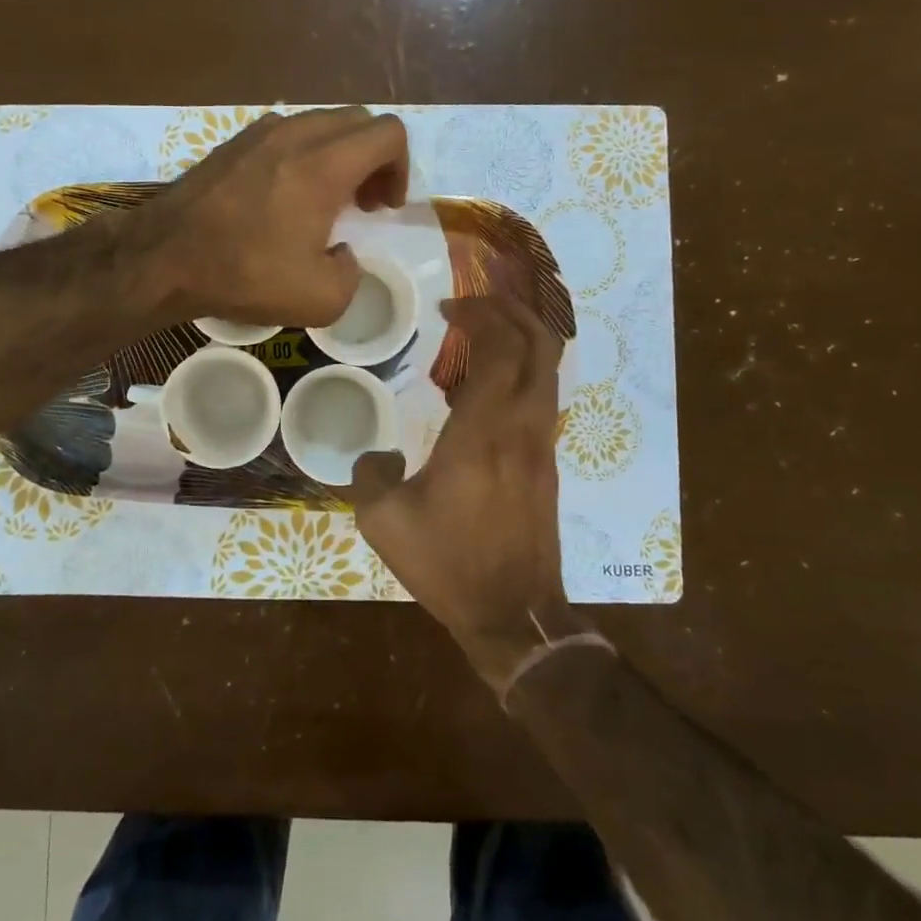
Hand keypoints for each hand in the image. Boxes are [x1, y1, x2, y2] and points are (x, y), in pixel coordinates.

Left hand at [141, 107, 409, 326]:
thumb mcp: (320, 299)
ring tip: (327, 199)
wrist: (164, 257)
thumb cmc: (244, 274)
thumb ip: (352, 274)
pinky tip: (287, 194)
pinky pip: (288, 132)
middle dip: (375, 159)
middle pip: (358, 121)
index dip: (401, 169)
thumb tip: (343, 254)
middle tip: (365, 203)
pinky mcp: (233, 141)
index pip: (389, 134)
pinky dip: (306, 153)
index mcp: (324, 164)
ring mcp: (260, 132)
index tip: (384, 208)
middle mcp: (296, 134)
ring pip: (322, 123)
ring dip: (340, 154)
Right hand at [350, 295, 583, 691]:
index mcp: (483, 432)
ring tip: (483, 332)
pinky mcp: (548, 463)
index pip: (499, 349)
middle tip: (473, 305)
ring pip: (550, 369)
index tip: (447, 308)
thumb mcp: (384, 522)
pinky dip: (524, 369)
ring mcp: (543, 444)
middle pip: (540, 345)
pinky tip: (489, 384)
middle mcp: (522, 427)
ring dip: (523, 337)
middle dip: (511, 311)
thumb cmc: (448, 564)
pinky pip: (544, 395)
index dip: (480, 316)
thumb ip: (370, 474)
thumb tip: (379, 456)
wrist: (514, 615)